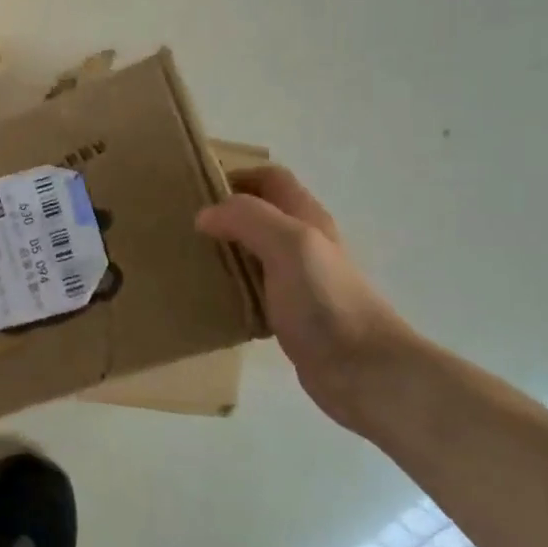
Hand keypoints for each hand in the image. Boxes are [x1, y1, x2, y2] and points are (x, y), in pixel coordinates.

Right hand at [196, 166, 416, 430]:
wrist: (364, 371)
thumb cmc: (327, 301)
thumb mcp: (288, 244)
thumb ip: (247, 219)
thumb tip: (205, 215)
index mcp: (306, 218)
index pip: (270, 178)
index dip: (236, 175)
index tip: (197, 189)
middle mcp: (303, 243)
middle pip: (260, 213)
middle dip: (224, 213)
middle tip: (183, 224)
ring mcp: (298, 281)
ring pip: (253, 251)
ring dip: (225, 249)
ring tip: (188, 258)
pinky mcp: (289, 314)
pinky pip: (253, 288)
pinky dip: (231, 286)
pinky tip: (210, 297)